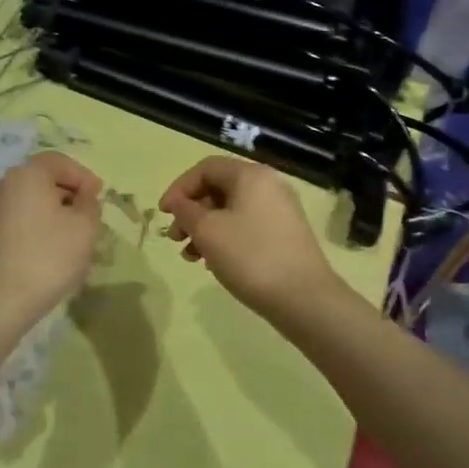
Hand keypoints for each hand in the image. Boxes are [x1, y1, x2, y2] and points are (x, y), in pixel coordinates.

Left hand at [0, 152, 103, 352]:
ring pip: (29, 203)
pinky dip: (34, 229)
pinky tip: (46, 254)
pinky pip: (15, 221)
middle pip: (42, 180)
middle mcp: (2, 184)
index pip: (59, 161)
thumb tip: (82, 198)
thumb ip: (90, 205)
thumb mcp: (85, 228)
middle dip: (68, 196)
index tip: (99, 198)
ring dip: (51, 215)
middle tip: (88, 220)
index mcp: (26, 174)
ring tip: (70, 241)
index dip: (83, 177)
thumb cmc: (46, 258)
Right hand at [158, 157, 347, 324]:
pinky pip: (246, 226)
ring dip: (205, 228)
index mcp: (251, 175)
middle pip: (219, 188)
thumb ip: (186, 211)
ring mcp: (280, 211)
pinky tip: (213, 262)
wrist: (304, 299)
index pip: (206, 168)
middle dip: (191, 211)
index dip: (179, 188)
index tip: (164, 214)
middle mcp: (269, 186)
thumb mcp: (208, 231)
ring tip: (191, 256)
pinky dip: (225, 238)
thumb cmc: (250, 256)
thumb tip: (180, 203)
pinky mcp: (285, 235)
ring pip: (231, 210)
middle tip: (175, 238)